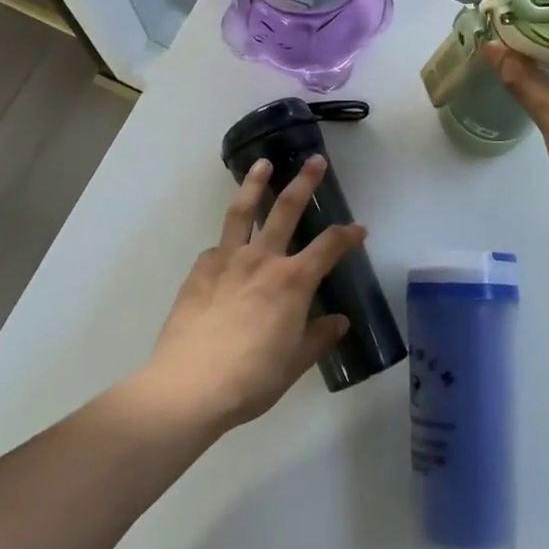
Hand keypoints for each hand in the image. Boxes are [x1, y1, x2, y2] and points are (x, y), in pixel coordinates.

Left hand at [144, 156, 363, 430]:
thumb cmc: (251, 379)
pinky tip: (225, 248)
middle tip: (315, 161)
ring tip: (261, 163)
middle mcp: (262, 259)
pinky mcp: (199, 271)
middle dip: (304, 183)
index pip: (329, 246)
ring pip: (243, 211)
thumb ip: (318, 337)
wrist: (188, 387)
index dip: (348, 235)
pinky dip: (226, 242)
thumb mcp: (294, 363)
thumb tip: (339, 322)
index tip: (360, 229)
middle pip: (286, 209)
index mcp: (292, 281)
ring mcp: (227, 261)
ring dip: (254, 184)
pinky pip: (216, 247)